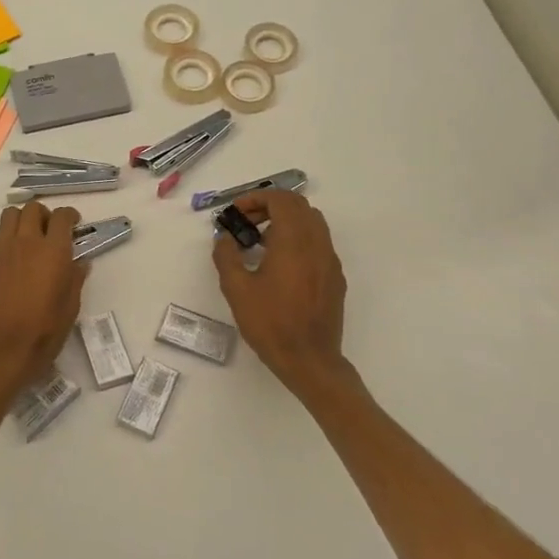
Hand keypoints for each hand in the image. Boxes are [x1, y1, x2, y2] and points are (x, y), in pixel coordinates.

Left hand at [0, 202, 88, 392]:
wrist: (7, 347)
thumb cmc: (46, 329)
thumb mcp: (72, 305)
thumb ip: (76, 278)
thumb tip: (80, 262)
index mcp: (54, 250)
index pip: (62, 216)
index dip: (69, 216)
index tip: (72, 224)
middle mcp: (27, 241)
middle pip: (33, 209)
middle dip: (43, 215)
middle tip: (47, 231)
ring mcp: (1, 249)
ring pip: (8, 214)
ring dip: (18, 220)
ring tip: (23, 237)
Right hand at [212, 191, 348, 394]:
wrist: (309, 360)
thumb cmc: (270, 323)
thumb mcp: (237, 289)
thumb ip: (226, 257)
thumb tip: (224, 238)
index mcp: (294, 241)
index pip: (281, 200)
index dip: (257, 198)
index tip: (236, 211)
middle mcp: (317, 244)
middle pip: (299, 206)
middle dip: (271, 206)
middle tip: (245, 222)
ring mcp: (330, 261)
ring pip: (312, 223)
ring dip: (286, 221)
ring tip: (260, 240)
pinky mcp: (335, 277)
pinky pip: (318, 243)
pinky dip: (298, 239)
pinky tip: (279, 263)